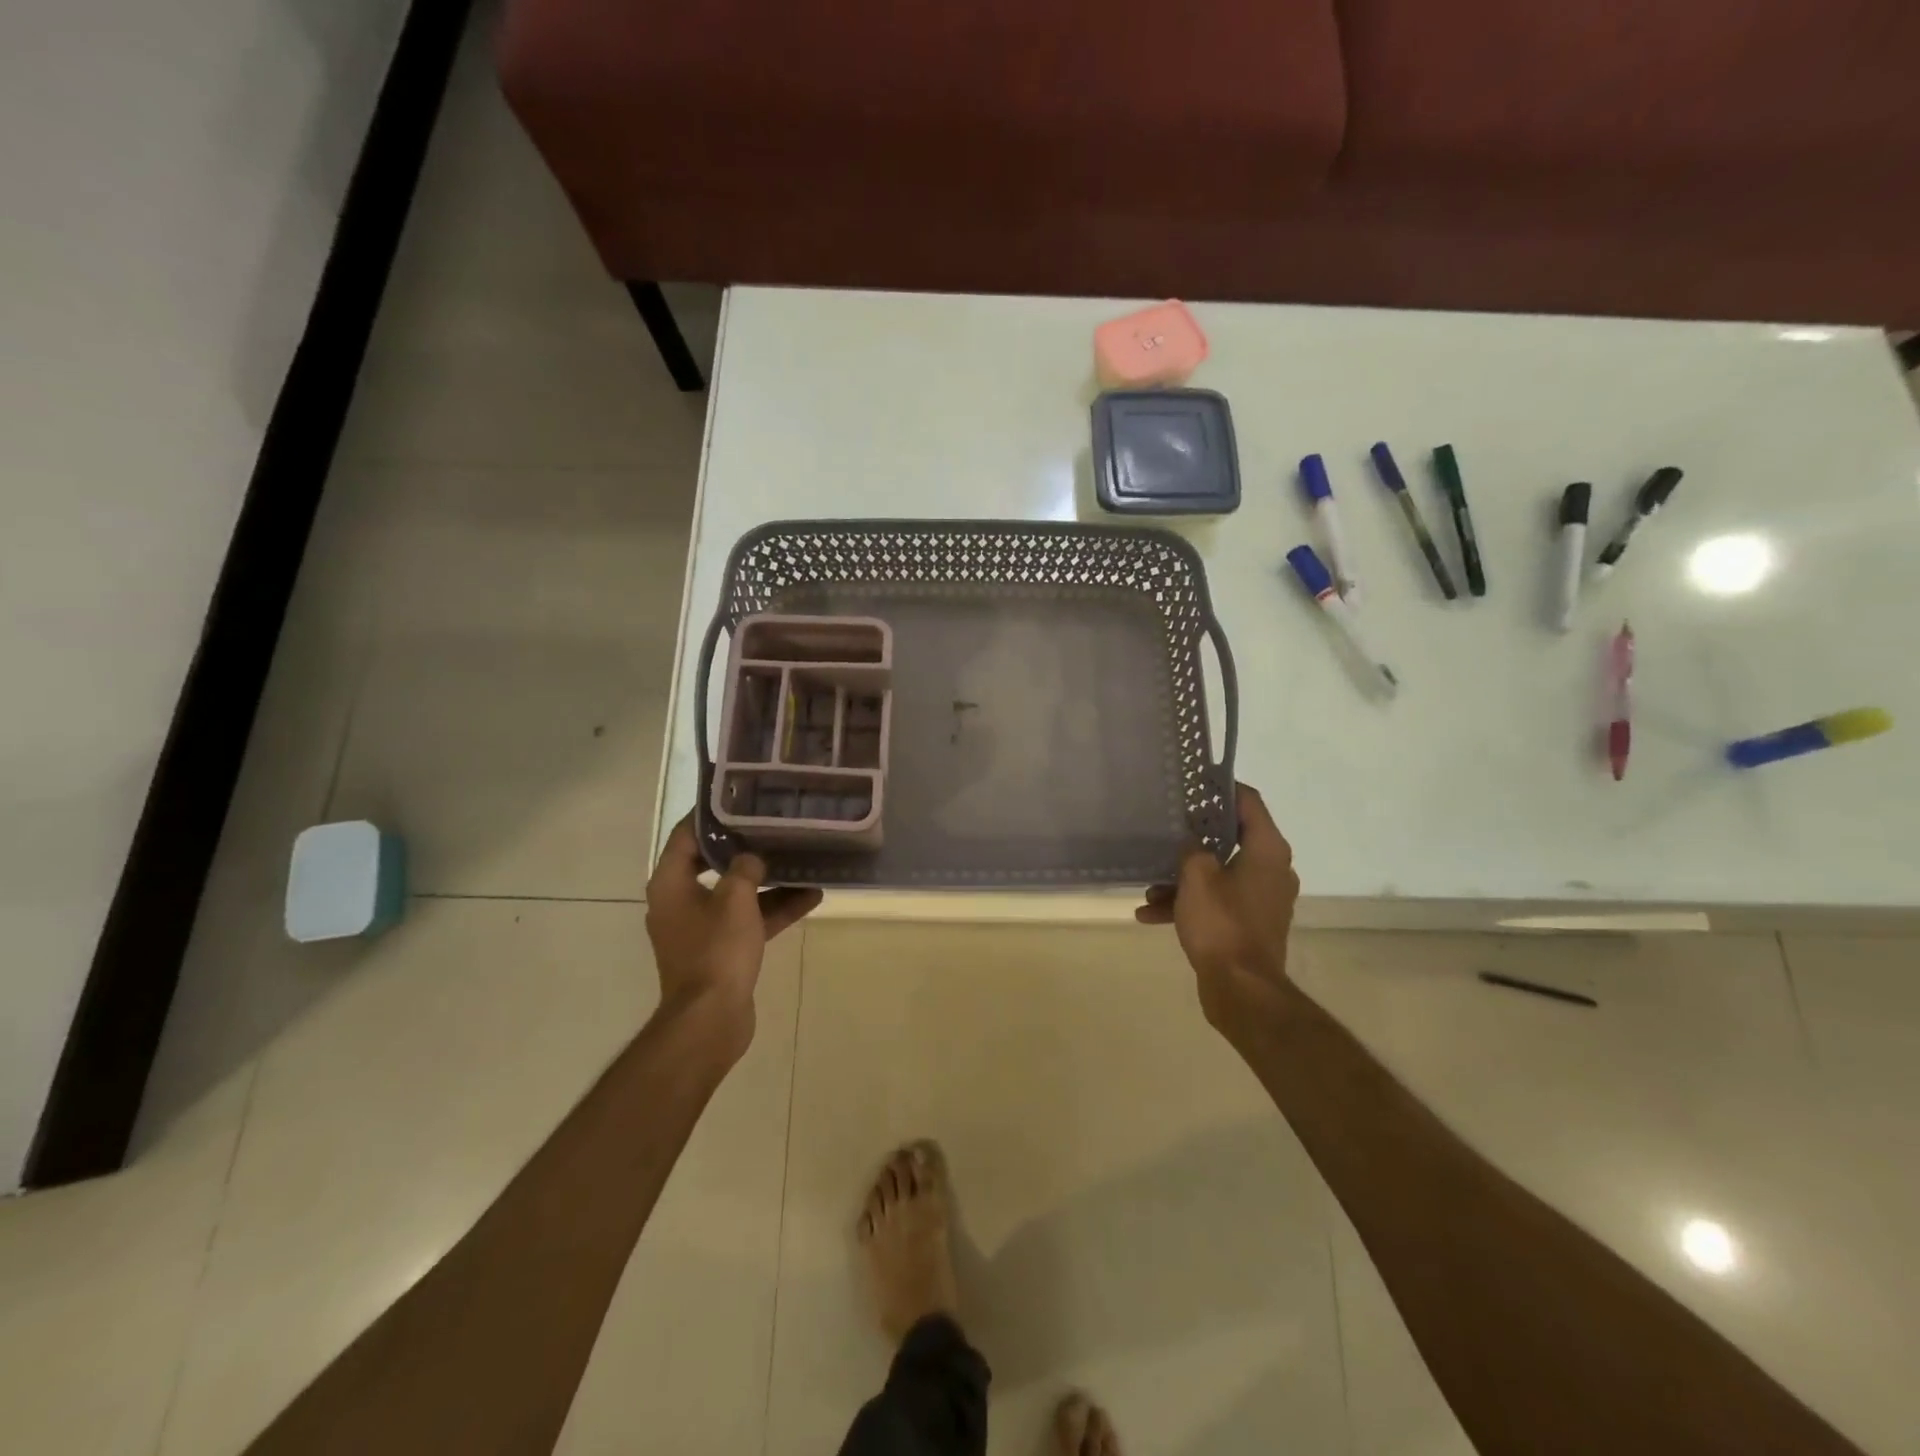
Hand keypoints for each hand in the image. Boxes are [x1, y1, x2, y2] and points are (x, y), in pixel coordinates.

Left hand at [644, 815, 822, 1056]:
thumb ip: (744, 869)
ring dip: (768, 880)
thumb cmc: (716, 951)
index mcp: (671, 883)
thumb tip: (752, 858)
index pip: (686, 835)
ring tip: (802, 857)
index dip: (710, 814)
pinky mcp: (720, 949)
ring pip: (737, 892)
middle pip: (713, 862)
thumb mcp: (735, 899)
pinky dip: (773, 909)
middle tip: (775, 823)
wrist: (710, 1019)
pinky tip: (811, 897)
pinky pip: (748, 919)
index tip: (739, 797)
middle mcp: (680, 901)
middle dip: (746, 845)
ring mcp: (701, 927)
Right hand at [1136, 784, 1298, 1028]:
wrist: (1242, 990)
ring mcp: (1261, 899)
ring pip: (1218, 873)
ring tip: (1148, 887)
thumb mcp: (1196, 876)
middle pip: (1231, 838)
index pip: (1249, 802)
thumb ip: (1192, 848)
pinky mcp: (1249, 923)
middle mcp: (1271, 869)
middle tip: (1166, 827)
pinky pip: (1216, 901)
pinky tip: (1149, 914)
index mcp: (1267, 850)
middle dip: (1193, 836)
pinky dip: (1188, 904)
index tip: (1197, 780)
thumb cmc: (1221, 923)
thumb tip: (1191, 840)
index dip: (1223, 787)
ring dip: (1183, 878)